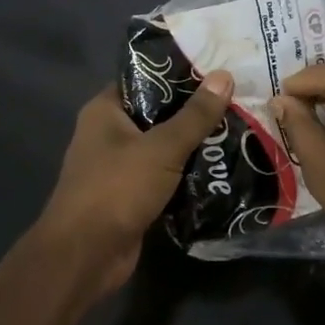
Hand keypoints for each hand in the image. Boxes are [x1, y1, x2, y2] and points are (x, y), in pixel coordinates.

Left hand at [36, 71, 234, 292]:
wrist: (86, 255)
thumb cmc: (117, 188)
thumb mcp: (162, 147)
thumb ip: (195, 115)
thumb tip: (225, 76)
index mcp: (105, 110)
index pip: (145, 79)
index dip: (180, 74)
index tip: (218, 70)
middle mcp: (109, 134)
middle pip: (158, 113)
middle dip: (195, 112)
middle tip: (238, 101)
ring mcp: (119, 167)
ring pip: (164, 147)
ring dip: (195, 145)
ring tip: (238, 131)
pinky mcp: (132, 195)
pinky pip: (165, 176)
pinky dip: (187, 174)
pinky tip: (222, 168)